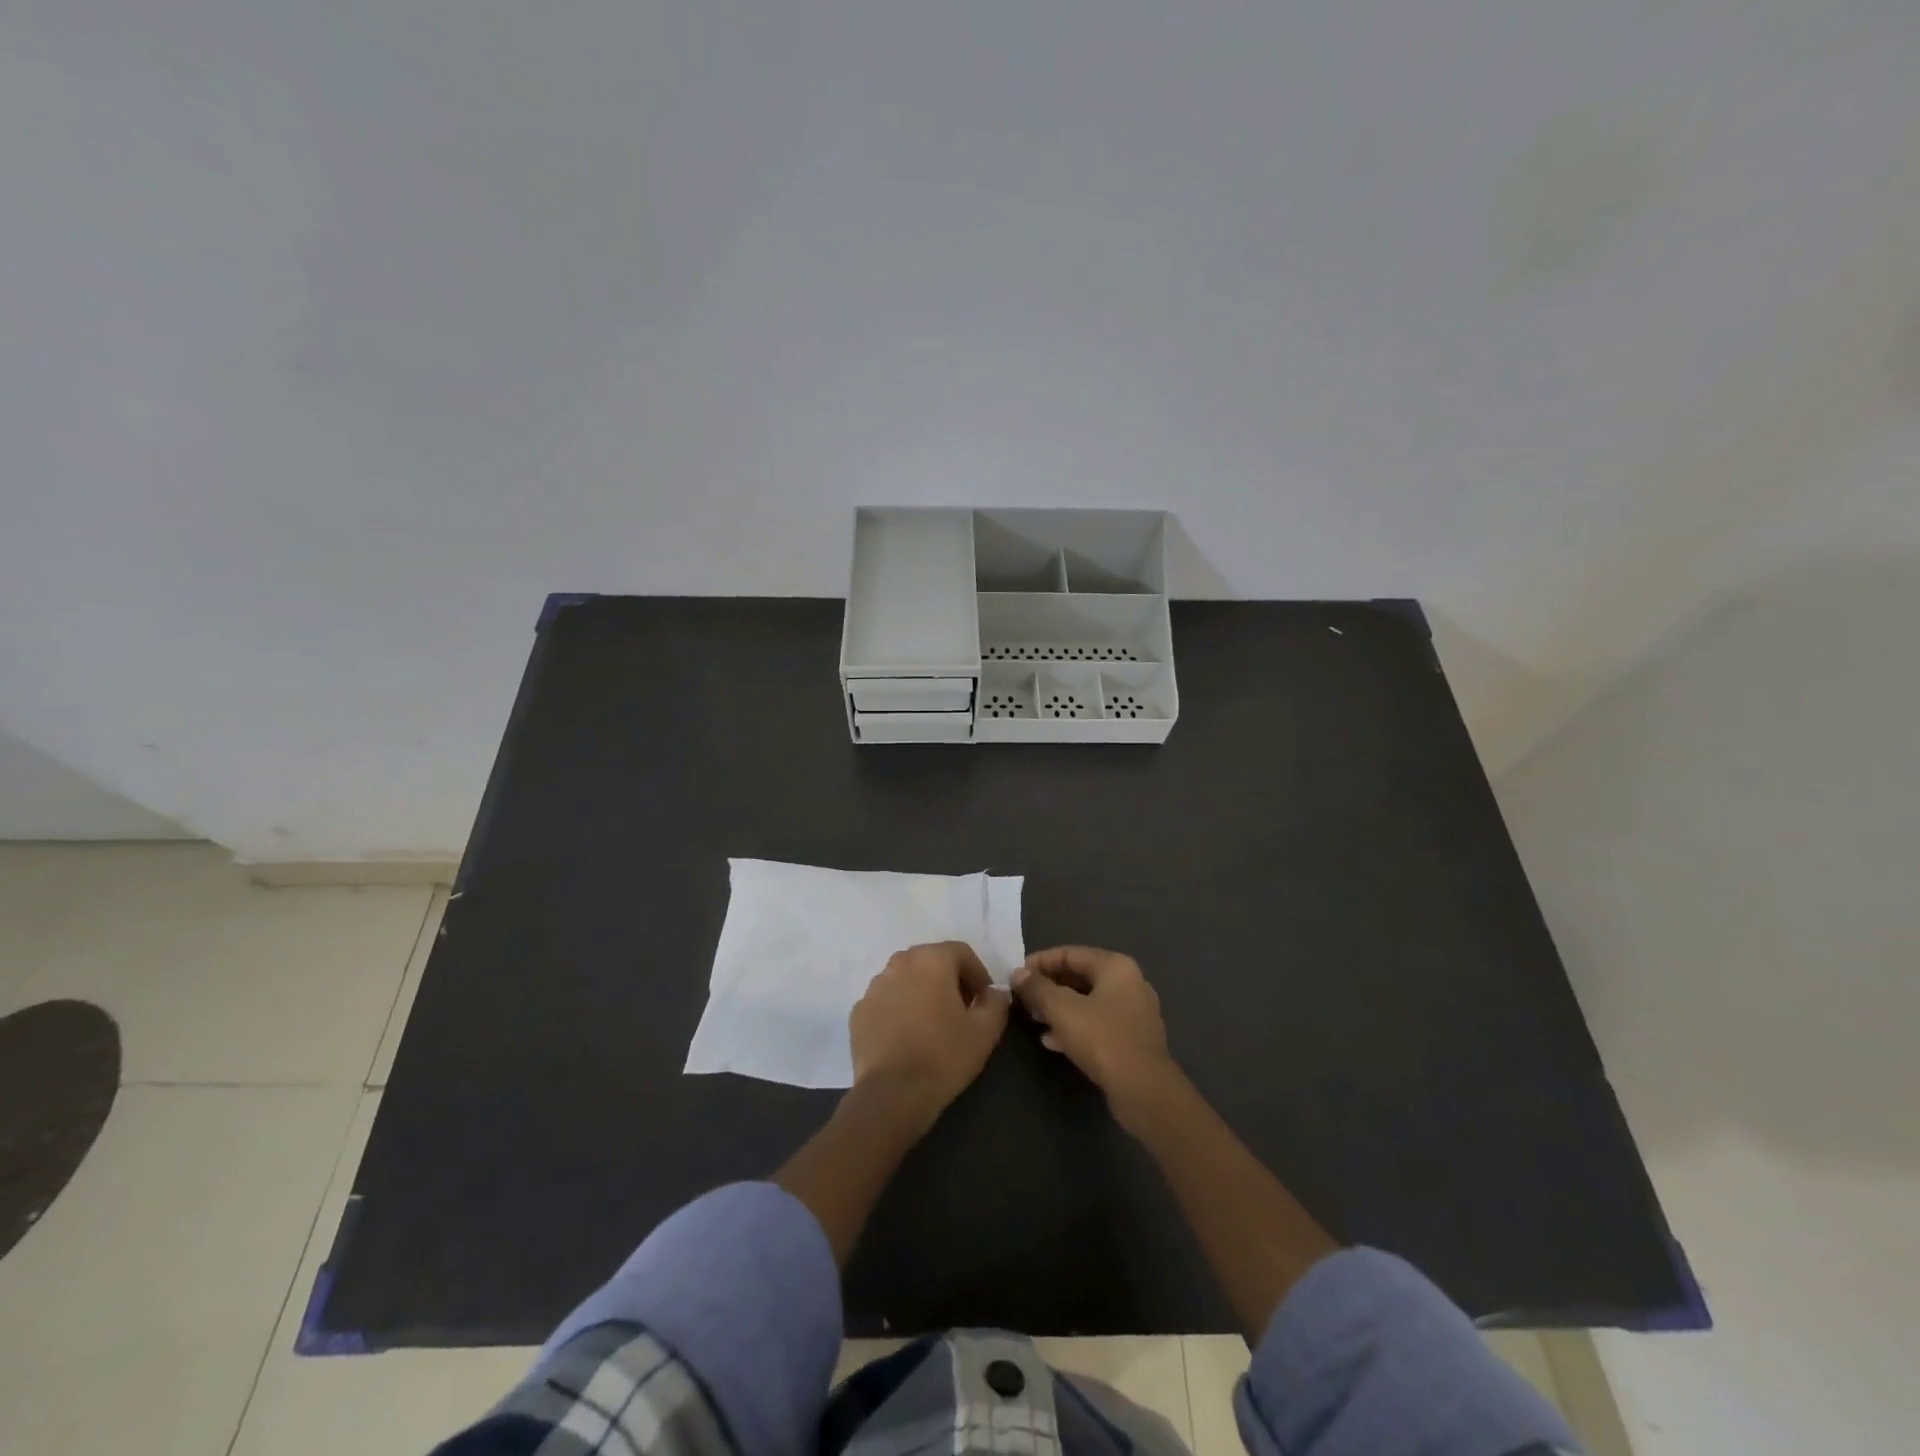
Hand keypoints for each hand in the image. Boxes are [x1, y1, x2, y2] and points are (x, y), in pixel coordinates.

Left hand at [849, 941, 1010, 1129]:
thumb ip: (996, 1003)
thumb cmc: (944, 1056)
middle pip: (931, 961)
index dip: (977, 973)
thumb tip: (995, 992)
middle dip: (949, 980)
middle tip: (961, 1009)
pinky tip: (906, 1036)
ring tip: (932, 1024)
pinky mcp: (858, 1011)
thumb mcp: (985, 1032)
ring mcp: (874, 986)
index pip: (961, 952)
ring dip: (921, 992)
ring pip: (905, 979)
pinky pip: (886, 1001)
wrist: (892, 1094)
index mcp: (931, 960)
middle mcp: (899, 963)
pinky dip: (898, 1009)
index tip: (984, 1000)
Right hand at [1011, 946, 1177, 1122]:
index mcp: (1116, 967)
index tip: (1016, 975)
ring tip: (1032, 1018)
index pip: (1070, 953)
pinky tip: (1051, 1041)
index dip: (1039, 962)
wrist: (1144, 1091)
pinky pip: (1097, 1024)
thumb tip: (1018, 973)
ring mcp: (1133, 1013)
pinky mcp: (1132, 1040)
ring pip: (1087, 1002)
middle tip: (1022, 998)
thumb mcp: (1061, 1010)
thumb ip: (1037, 988)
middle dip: (1048, 987)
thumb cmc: (1102, 1039)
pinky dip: (1074, 1027)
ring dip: (1058, 1008)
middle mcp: (1129, 983)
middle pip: (1079, 976)